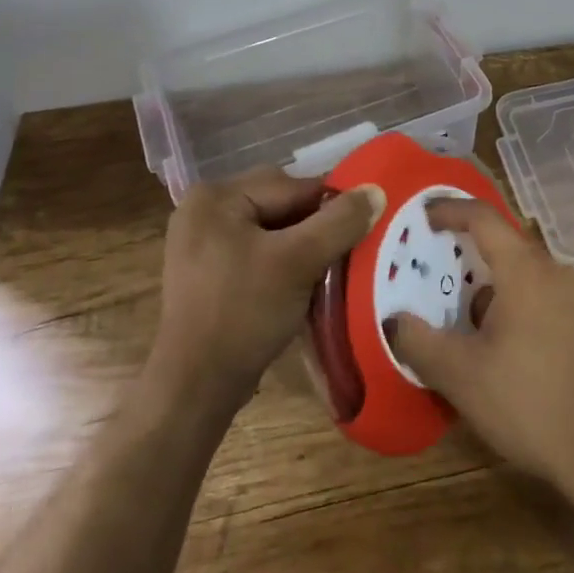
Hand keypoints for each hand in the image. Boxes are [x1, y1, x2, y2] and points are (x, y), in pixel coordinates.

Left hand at [151, 169, 381, 412]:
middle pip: (280, 204)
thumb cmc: (244, 313)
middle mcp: (204, 209)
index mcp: (216, 196)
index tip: (364, 228)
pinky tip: (300, 283)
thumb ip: (340, 222)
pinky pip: (257, 249)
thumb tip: (376, 190)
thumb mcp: (299, 262)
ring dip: (302, 245)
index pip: (291, 186)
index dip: (331, 207)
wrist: (196, 386)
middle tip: (344, 253)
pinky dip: (282, 261)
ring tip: (326, 269)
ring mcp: (202, 241)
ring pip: (271, 228)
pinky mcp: (208, 270)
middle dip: (315, 226)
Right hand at [386, 200, 573, 502]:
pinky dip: (521, 311)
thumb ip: (421, 343)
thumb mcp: (463, 377)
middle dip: (468, 260)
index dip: (449, 210)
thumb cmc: (533, 404)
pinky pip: (549, 302)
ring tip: (468, 328)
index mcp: (525, 270)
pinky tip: (510, 355)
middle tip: (437, 281)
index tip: (424, 216)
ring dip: (494, 292)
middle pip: (506, 248)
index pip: (482, 218)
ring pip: (528, 279)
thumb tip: (395, 321)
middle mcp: (559, 272)